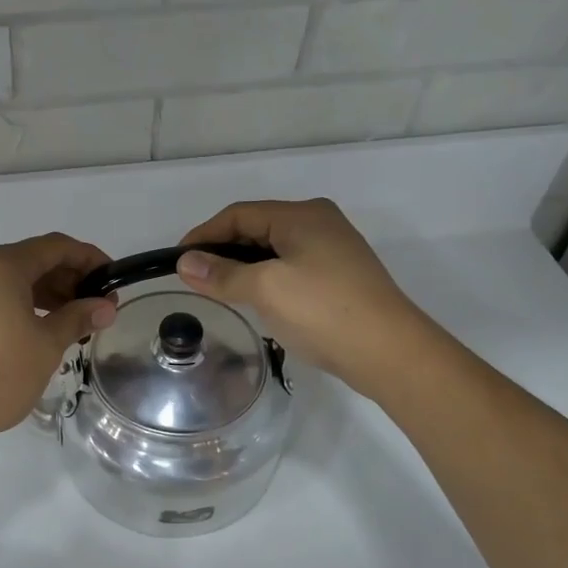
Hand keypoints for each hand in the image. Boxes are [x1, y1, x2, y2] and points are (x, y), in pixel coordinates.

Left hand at [0, 233, 117, 451]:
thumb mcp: (46, 346)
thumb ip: (77, 318)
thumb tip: (105, 306)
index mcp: (2, 265)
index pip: (56, 247)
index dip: (89, 259)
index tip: (113, 281)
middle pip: (31, 260)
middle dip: (67, 279)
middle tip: (95, 308)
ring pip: (10, 280)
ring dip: (44, 295)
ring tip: (69, 324)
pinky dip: (18, 305)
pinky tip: (34, 331)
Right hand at [176, 198, 431, 390]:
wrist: (389, 352)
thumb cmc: (323, 311)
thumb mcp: (265, 289)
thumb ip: (222, 274)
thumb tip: (185, 263)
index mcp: (302, 215)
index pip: (239, 214)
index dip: (204, 235)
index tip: (177, 261)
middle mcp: (319, 223)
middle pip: (257, 228)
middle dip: (223, 251)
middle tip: (195, 278)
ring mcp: (333, 250)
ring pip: (274, 250)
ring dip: (243, 266)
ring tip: (220, 291)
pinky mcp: (339, 277)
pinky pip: (291, 268)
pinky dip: (265, 279)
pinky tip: (256, 301)